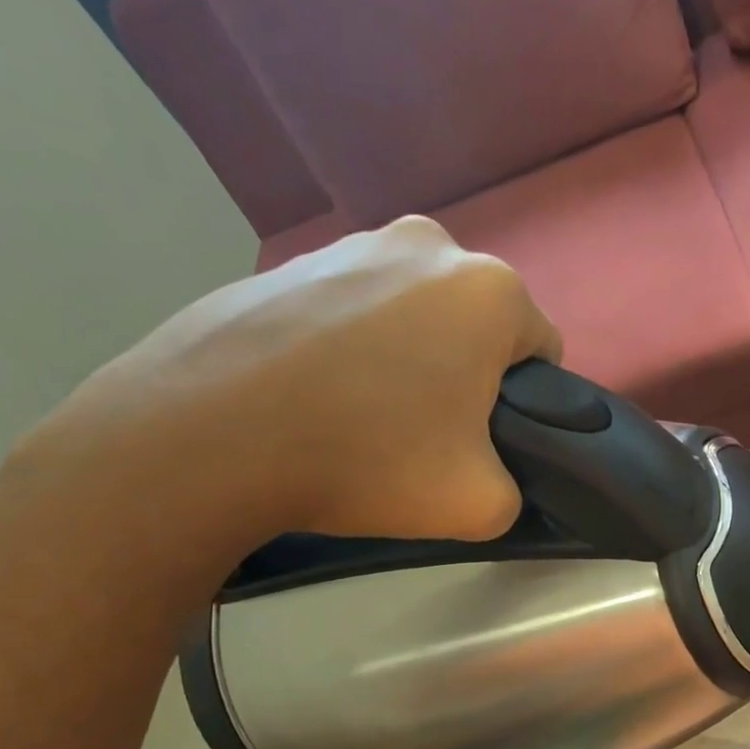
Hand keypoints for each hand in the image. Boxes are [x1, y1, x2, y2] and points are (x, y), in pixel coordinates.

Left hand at [14, 217, 561, 546]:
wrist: (207, 436)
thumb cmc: (368, 458)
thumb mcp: (481, 504)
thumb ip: (517, 490)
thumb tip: (495, 477)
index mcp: (489, 291)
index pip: (542, 350)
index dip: (524, 403)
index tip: (486, 441)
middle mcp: (427, 244)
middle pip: (476, 325)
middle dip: (467, 372)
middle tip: (427, 433)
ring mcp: (348, 244)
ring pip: (413, 313)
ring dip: (409, 355)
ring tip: (363, 415)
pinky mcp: (286, 262)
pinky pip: (350, 310)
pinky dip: (349, 346)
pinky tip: (316, 395)